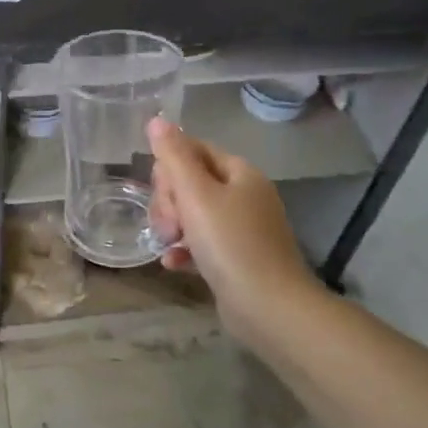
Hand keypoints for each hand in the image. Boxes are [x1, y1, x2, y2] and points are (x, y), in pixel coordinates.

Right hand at [146, 117, 325, 348]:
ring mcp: (243, 228)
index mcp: (239, 172)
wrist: (270, 308)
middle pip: (190, 182)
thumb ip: (173, 156)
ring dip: (172, 226)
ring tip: (166, 244)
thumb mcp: (196, 194)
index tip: (163, 193)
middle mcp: (244, 195)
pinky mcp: (237, 258)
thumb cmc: (231, 244)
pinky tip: (172, 263)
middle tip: (168, 224)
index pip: (192, 150)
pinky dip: (185, 249)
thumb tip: (157, 119)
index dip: (169, 169)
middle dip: (169, 201)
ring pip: (193, 213)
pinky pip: (202, 243)